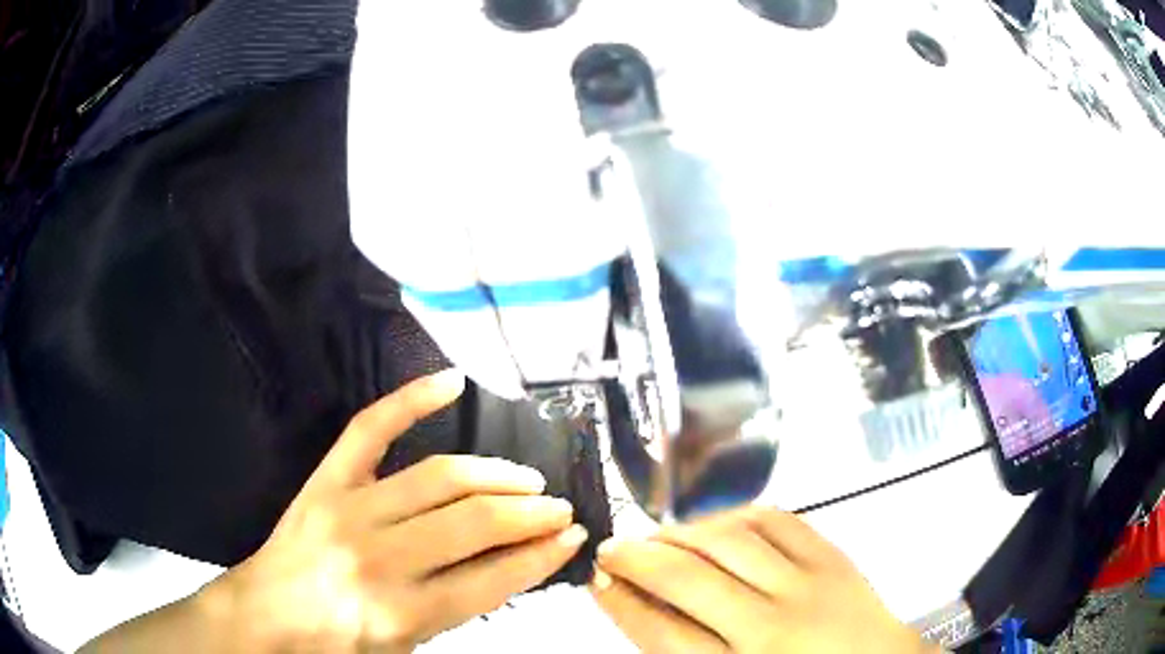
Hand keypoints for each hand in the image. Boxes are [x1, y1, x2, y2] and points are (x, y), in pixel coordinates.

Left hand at [201, 371, 588, 651]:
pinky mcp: (326, 480)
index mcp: (400, 613)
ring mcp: (349, 509)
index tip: (572, 539)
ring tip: (528, 478)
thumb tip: (510, 566)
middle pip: (474, 523)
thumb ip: (455, 609)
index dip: (542, 558)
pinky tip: (453, 382)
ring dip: (497, 474)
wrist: (266, 615)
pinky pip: (371, 427)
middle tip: (559, 507)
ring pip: (441, 477)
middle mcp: (379, 559)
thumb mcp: (405, 648)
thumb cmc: (337, 644)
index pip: (492, 579)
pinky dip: (412, 399)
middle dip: (531, 514)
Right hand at [590, 507, 936, 653]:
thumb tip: (641, 608)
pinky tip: (715, 523)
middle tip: (611, 548)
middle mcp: (771, 625)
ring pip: (729, 541)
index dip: (620, 602)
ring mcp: (807, 583)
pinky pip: (776, 520)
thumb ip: (687, 649)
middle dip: (637, 559)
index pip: (661, 632)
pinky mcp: (832, 555)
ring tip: (657, 536)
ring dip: (681, 533)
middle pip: (688, 581)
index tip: (596, 578)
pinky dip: (735, 516)